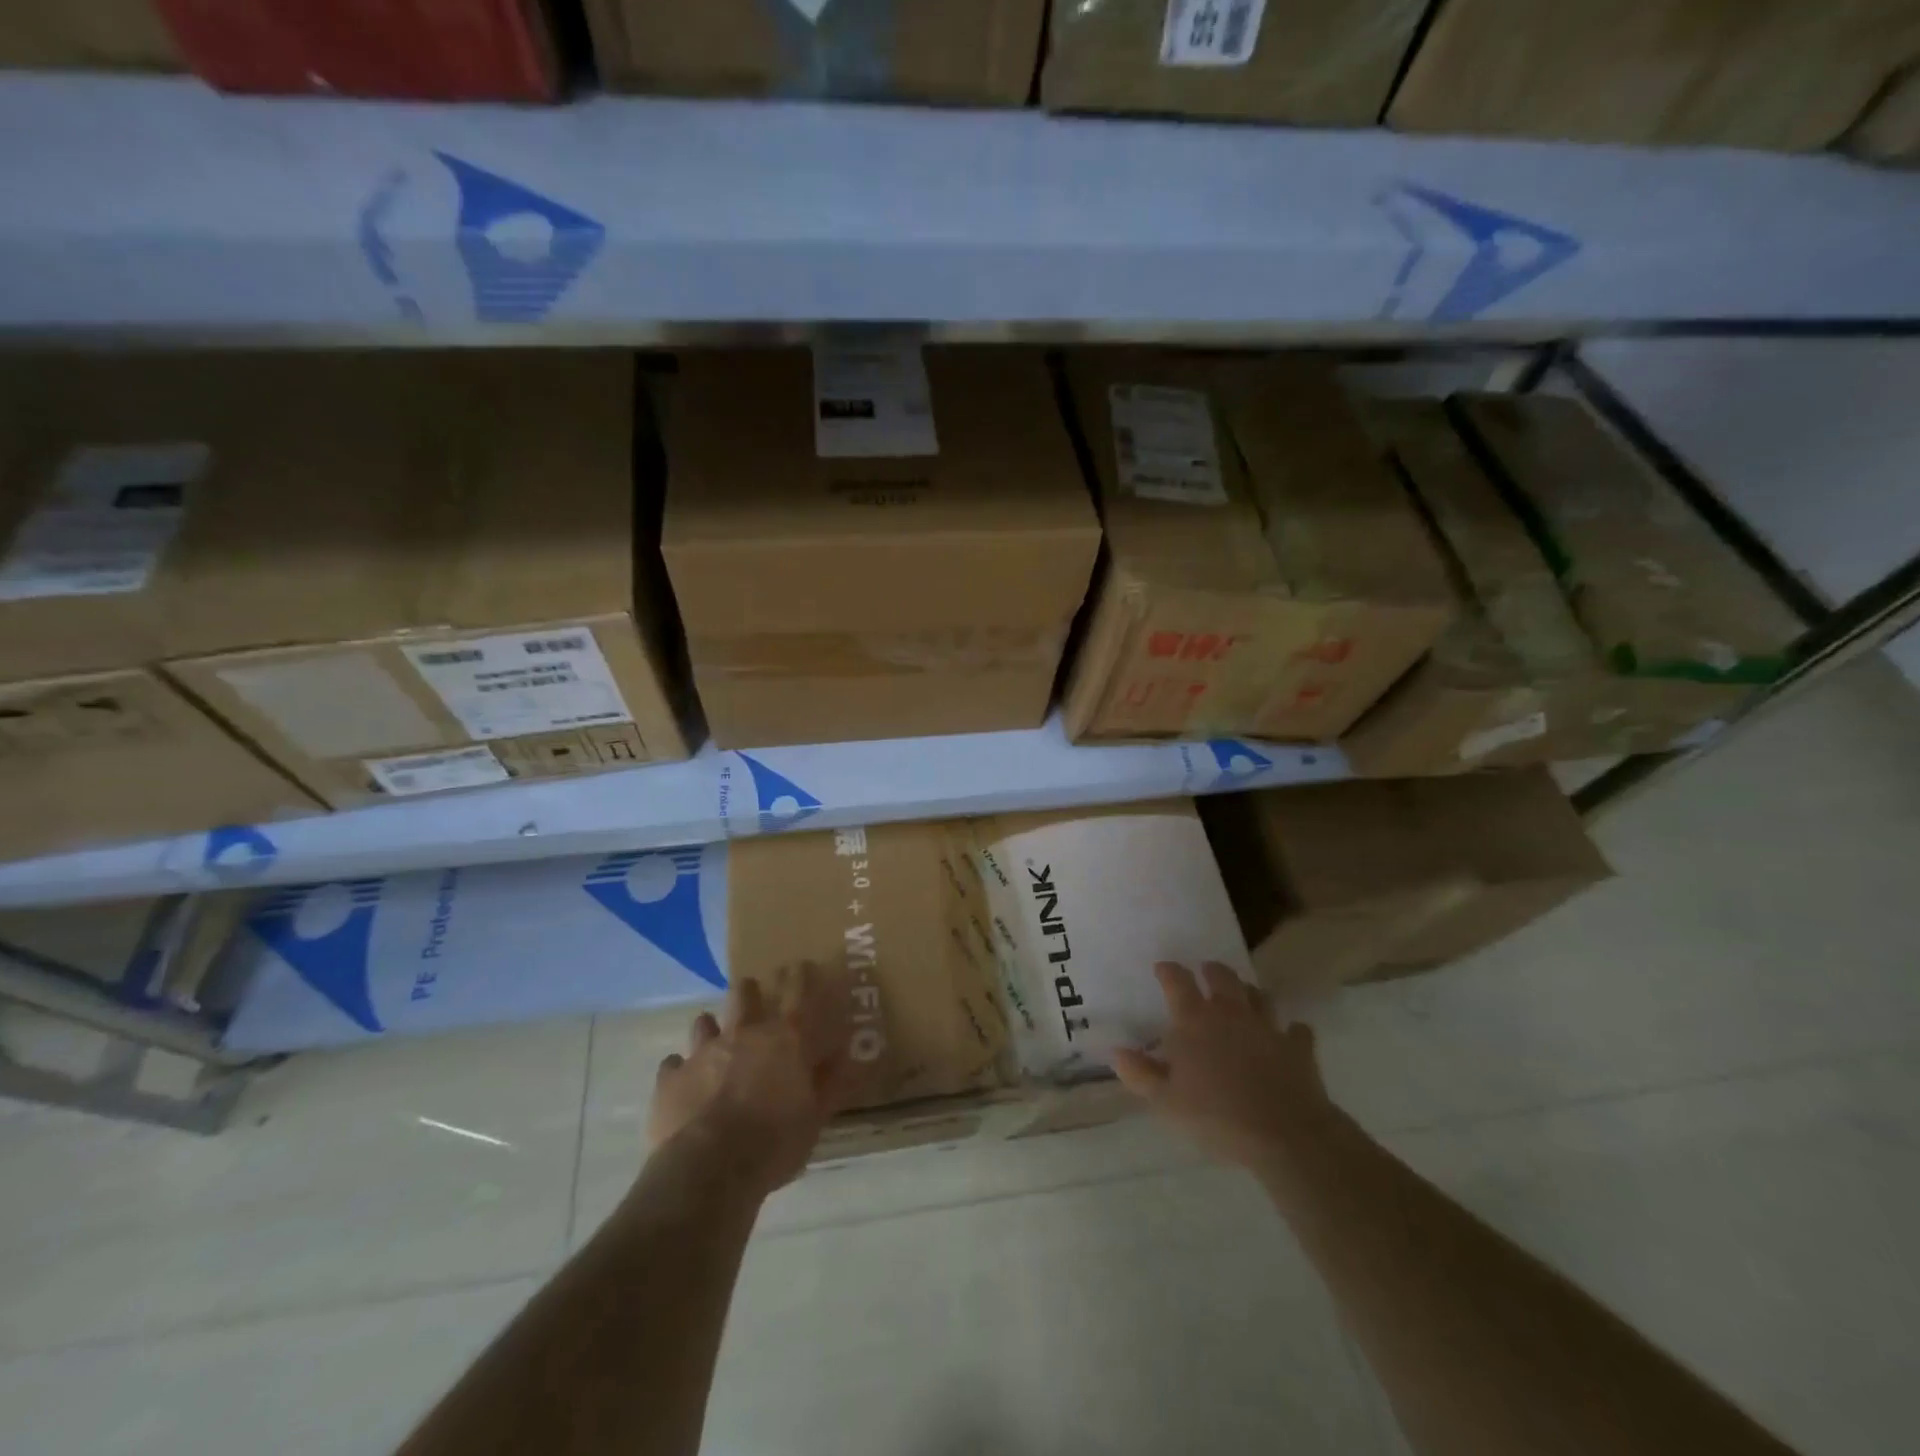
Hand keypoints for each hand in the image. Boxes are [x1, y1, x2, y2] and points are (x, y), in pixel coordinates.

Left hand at [648, 961, 853, 1197]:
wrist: (709, 1168)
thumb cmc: (774, 1142)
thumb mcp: (815, 1118)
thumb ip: (831, 1084)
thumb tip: (853, 1057)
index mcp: (784, 1039)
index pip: (797, 993)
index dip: (800, 975)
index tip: (800, 964)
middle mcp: (743, 1034)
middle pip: (744, 994)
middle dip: (749, 991)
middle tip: (753, 996)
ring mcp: (703, 1053)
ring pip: (704, 1022)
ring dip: (711, 1028)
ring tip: (714, 1039)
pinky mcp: (670, 1079)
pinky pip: (673, 1064)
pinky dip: (679, 1069)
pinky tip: (682, 1081)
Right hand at [1110, 961, 1333, 1169]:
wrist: (1285, 1134)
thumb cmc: (1216, 1115)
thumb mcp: (1166, 1101)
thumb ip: (1140, 1073)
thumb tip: (1117, 1051)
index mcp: (1194, 1021)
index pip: (1177, 982)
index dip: (1168, 971)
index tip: (1162, 967)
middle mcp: (1230, 1013)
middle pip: (1221, 977)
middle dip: (1211, 971)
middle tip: (1205, 972)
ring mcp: (1267, 1026)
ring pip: (1259, 995)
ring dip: (1249, 992)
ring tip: (1244, 995)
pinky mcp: (1298, 1047)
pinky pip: (1296, 1030)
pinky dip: (1291, 1030)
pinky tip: (1288, 1035)